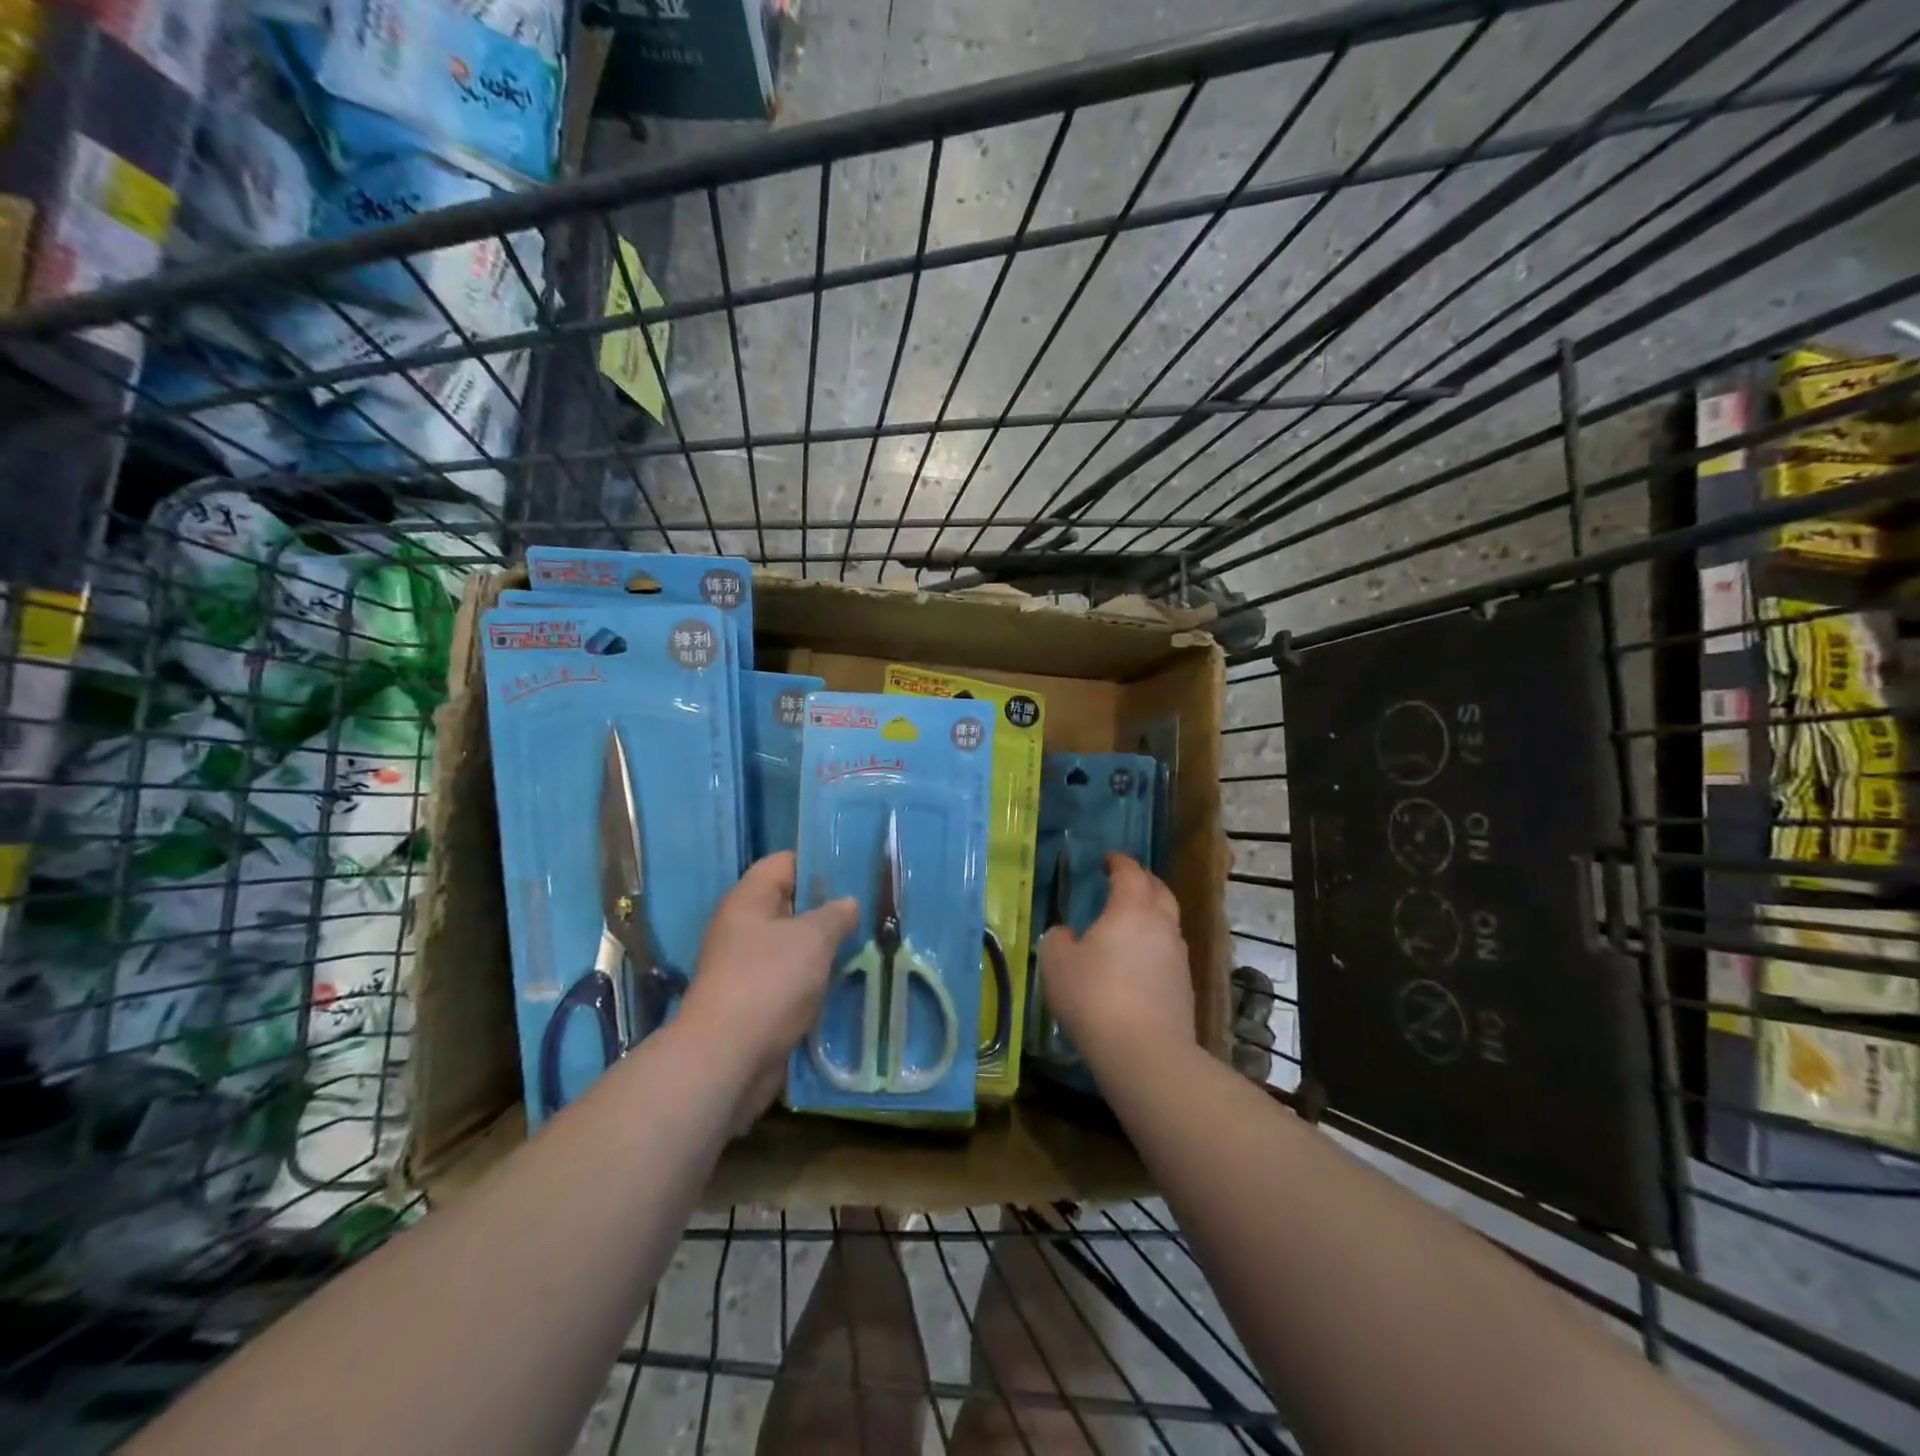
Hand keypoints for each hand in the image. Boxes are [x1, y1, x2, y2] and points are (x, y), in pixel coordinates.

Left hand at [679, 852, 857, 1129]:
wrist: (727, 1059)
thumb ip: (835, 914)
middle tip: (871, 911)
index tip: (856, 872)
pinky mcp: (755, 1003)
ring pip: (794, 947)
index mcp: (748, 900)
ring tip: (868, 946)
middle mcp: (743, 928)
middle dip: (828, 909)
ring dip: (825, 950)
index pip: (785, 863)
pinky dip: (815, 981)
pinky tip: (847, 983)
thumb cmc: (769, 982)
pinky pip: (791, 981)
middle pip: (791, 905)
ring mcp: (747, 967)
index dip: (818, 862)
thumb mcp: (813, 938)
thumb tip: (847, 904)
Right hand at [1039, 853, 1194, 1069]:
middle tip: (1125, 882)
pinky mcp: (1184, 987)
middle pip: (1159, 891)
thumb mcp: (1057, 963)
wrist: (1145, 1052)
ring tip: (1130, 923)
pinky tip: (1137, 963)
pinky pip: (1169, 953)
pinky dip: (1154, 947)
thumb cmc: (1094, 996)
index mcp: (1131, 909)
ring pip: (1168, 923)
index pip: (1130, 873)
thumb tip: (1067, 934)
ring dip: (1152, 915)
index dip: (1119, 862)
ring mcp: (1178, 957)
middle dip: (1143, 881)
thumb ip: (1058, 939)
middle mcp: (1161, 925)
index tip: (1108, 859)